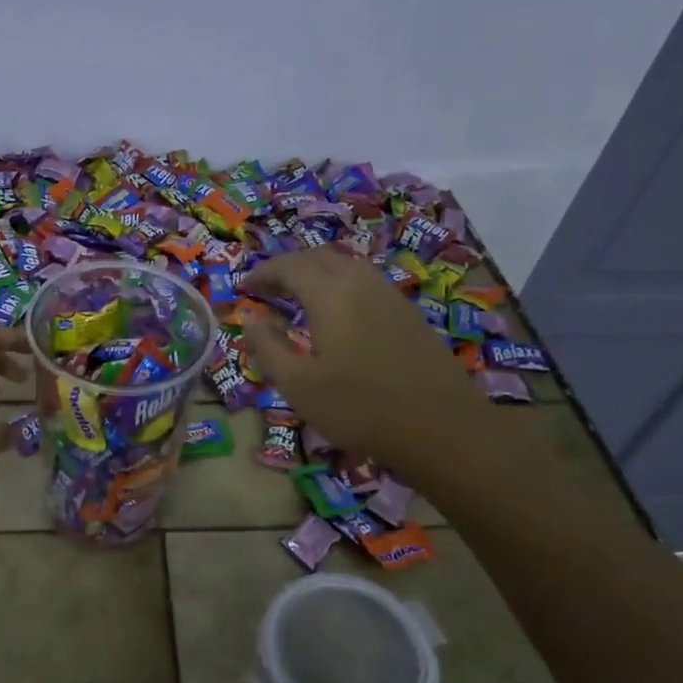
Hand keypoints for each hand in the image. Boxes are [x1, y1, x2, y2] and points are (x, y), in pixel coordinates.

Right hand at [241, 248, 489, 463]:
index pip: (289, 266)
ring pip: (345, 266)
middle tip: (266, 291)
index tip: (243, 288)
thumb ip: (268, 347)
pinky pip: (364, 282)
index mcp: (330, 294)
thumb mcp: (298, 386)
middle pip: (318, 257)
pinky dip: (339, 285)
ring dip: (316, 273)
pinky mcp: (407, 311)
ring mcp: (389, 294)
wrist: (440, 426)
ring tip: (297, 298)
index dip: (262, 273)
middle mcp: (360, 282)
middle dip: (287, 268)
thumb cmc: (359, 408)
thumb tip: (250, 318)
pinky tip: (336, 313)